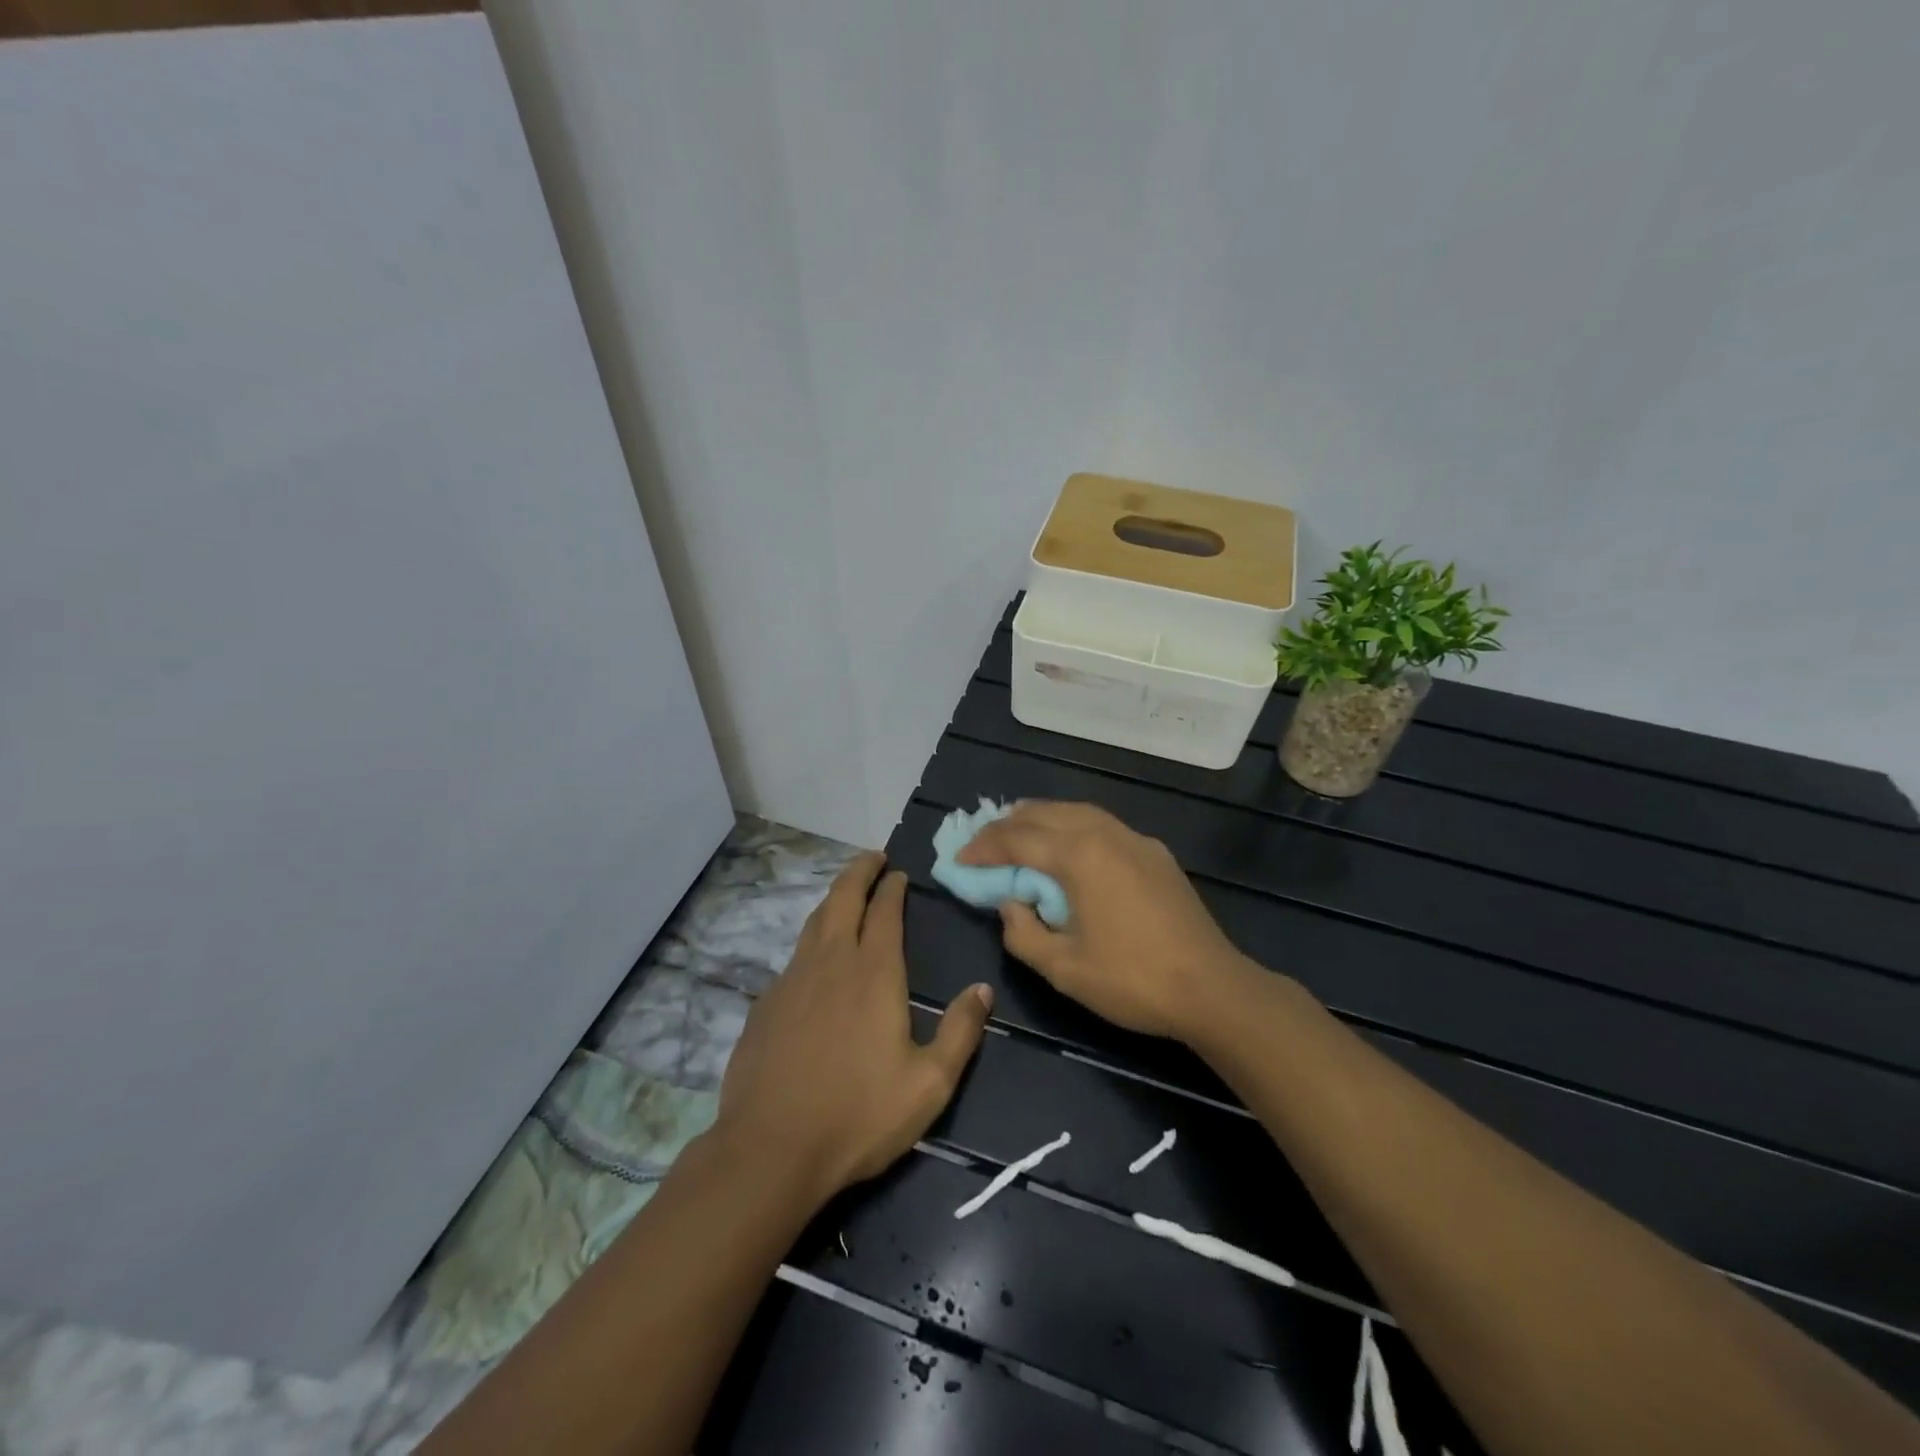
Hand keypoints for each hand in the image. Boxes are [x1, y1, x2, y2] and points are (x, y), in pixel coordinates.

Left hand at [713, 852, 993, 1206]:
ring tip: (846, 895)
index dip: (892, 888)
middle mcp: (831, 962)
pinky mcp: (766, 1005)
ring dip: (833, 900)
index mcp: (874, 973)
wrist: (770, 1150)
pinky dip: (812, 941)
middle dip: (859, 871)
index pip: (885, 912)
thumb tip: (983, 989)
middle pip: (842, 899)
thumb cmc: (859, 1115)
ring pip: (814, 922)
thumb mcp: (929, 1083)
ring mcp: (792, 981)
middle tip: (873, 858)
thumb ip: (961, 1031)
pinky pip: (794, 957)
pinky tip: (816, 961)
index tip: (898, 872)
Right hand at [959, 801, 1250, 1040]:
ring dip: (1041, 818)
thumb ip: (1023, 933)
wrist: (1213, 988)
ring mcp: (1135, 839)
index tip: (958, 860)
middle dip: (1007, 824)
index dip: (983, 848)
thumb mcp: (1063, 968)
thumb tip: (1012, 904)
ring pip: (1076, 811)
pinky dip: (1072, 825)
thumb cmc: (1132, 980)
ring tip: (1018, 832)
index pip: (1017, 840)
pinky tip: (1068, 846)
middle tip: (982, 842)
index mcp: (1079, 856)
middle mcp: (1105, 834)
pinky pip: (1102, 824)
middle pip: (1045, 814)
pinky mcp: (1155, 853)